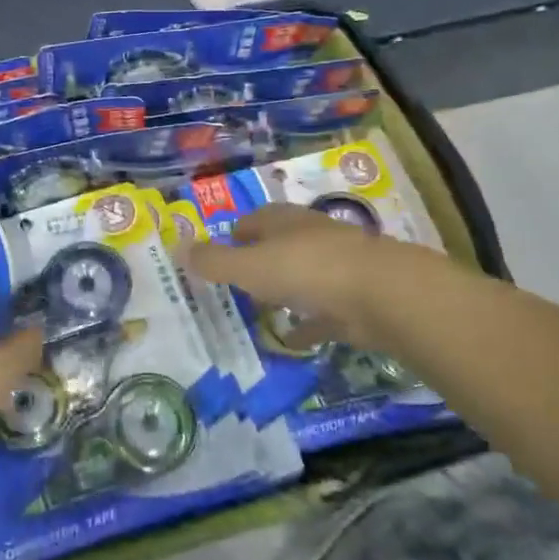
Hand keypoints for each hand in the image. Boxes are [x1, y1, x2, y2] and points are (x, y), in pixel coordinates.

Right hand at [180, 203, 393, 349]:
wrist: (381, 295)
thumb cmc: (306, 270)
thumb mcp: (249, 267)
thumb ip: (214, 262)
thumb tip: (177, 249)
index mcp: (285, 222)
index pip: (255, 220)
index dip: (236, 234)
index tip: (220, 253)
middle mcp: (312, 238)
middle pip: (280, 245)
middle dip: (260, 261)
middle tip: (238, 283)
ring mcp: (337, 268)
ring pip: (304, 277)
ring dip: (285, 291)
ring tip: (262, 310)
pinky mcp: (354, 300)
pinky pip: (323, 313)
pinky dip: (307, 324)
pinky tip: (292, 339)